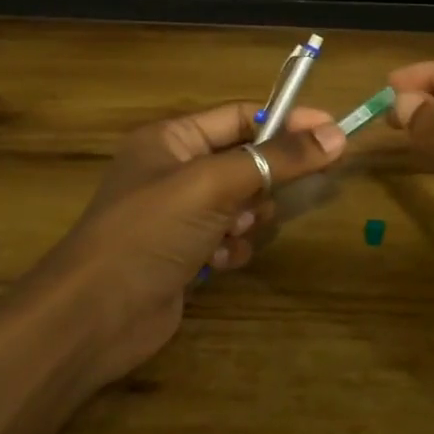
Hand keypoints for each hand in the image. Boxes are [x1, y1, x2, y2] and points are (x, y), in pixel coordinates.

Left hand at [41, 102, 346, 388]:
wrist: (95, 317)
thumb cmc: (150, 232)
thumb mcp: (215, 185)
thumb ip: (277, 160)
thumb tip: (337, 136)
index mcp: (171, 139)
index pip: (241, 116)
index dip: (287, 122)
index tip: (333, 132)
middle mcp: (175, 170)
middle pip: (246, 162)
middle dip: (262, 184)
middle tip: (264, 200)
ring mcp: (179, 215)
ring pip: (243, 203)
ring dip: (247, 220)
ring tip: (229, 233)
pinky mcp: (185, 253)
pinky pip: (230, 238)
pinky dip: (232, 248)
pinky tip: (216, 263)